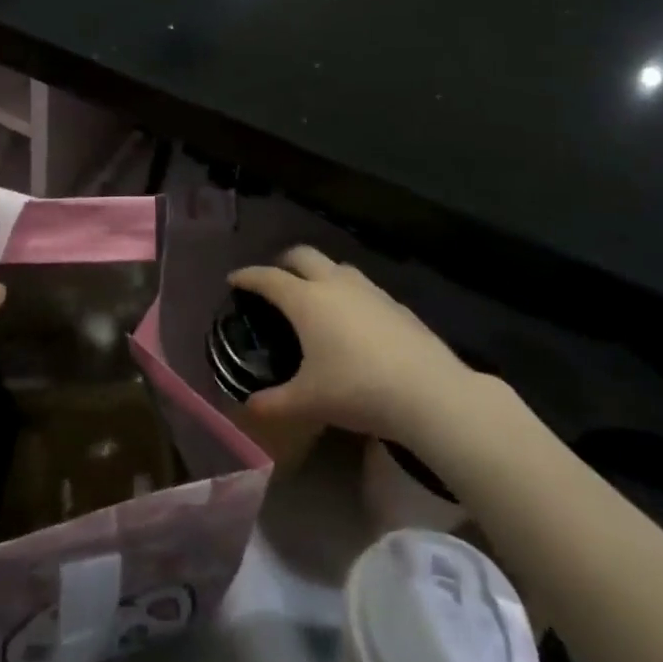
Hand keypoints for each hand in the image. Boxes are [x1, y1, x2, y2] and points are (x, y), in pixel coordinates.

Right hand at [229, 246, 480, 447]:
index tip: (234, 279)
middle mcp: (334, 284)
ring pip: (336, 267)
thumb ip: (274, 403)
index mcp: (306, 300)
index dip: (248, 276)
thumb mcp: (308, 402)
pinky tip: (354, 321)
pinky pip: (362, 288)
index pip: (268, 278)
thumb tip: (250, 406)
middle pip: (303, 255)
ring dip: (319, 273)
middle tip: (274, 280)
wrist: (429, 392)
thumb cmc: (357, 390)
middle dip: (283, 262)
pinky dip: (347, 294)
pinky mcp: (395, 304)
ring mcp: (369, 290)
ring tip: (314, 297)